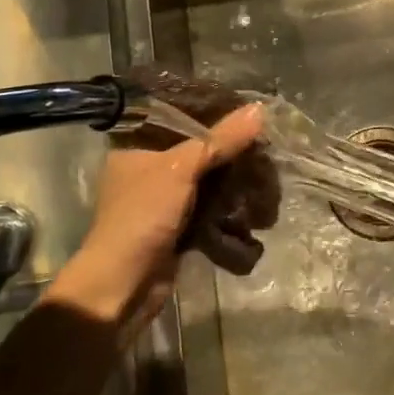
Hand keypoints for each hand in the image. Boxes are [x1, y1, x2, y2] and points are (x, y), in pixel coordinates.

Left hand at [48, 104, 265, 330]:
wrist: (124, 286)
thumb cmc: (143, 216)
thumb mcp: (181, 168)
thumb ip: (220, 140)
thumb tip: (260, 109)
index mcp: (137, 147)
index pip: (179, 118)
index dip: (213, 114)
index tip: (248, 112)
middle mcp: (149, 170)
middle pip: (199, 151)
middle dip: (232, 152)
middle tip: (266, 146)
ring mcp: (164, 201)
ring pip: (208, 181)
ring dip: (235, 182)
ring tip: (268, 176)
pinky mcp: (178, 228)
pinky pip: (211, 208)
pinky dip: (230, 208)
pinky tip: (256, 204)